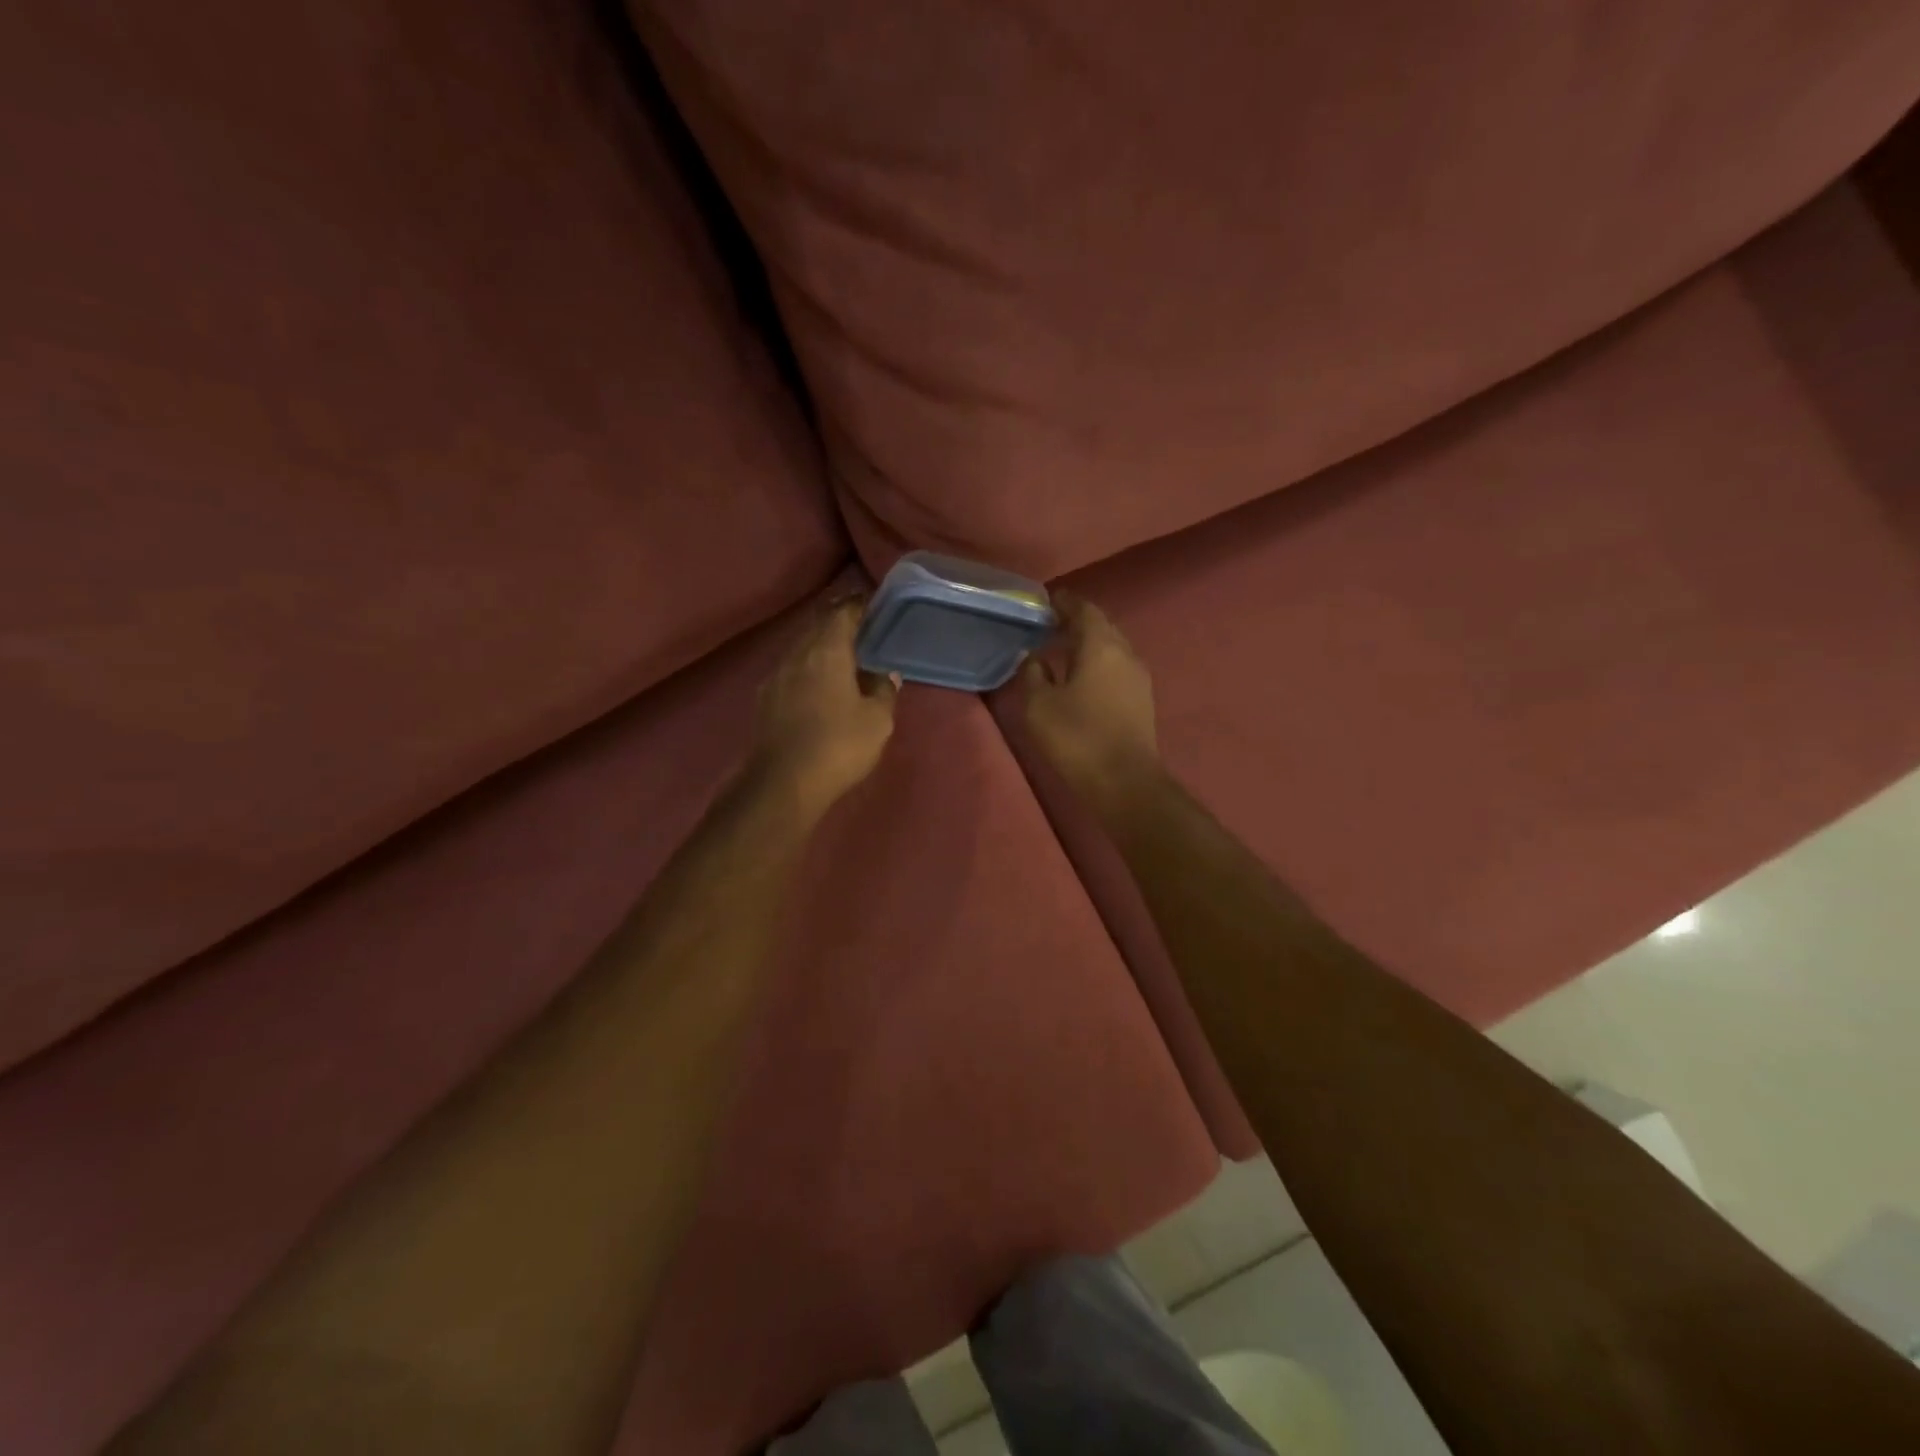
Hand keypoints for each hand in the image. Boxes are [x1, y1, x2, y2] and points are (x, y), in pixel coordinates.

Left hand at [752, 596, 897, 814]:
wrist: (783, 783)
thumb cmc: (839, 746)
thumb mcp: (877, 720)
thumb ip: (883, 690)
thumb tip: (884, 673)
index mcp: (827, 651)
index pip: (843, 613)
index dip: (859, 606)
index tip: (875, 607)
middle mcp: (798, 654)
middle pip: (819, 627)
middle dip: (840, 624)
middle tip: (864, 631)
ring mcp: (776, 676)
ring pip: (802, 649)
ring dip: (822, 648)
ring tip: (845, 658)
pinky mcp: (765, 699)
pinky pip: (792, 671)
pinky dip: (808, 669)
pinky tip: (819, 686)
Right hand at [1022, 593, 1160, 814]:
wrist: (1124, 782)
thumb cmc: (1077, 737)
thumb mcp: (1039, 705)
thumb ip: (1033, 674)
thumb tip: (1035, 657)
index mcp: (1101, 646)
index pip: (1084, 610)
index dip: (1065, 603)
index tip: (1047, 601)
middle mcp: (1125, 653)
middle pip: (1101, 627)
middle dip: (1077, 622)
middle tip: (1051, 625)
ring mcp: (1139, 678)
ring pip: (1112, 648)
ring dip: (1089, 645)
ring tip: (1063, 651)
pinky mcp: (1142, 700)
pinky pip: (1117, 669)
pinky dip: (1098, 664)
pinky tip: (1081, 678)